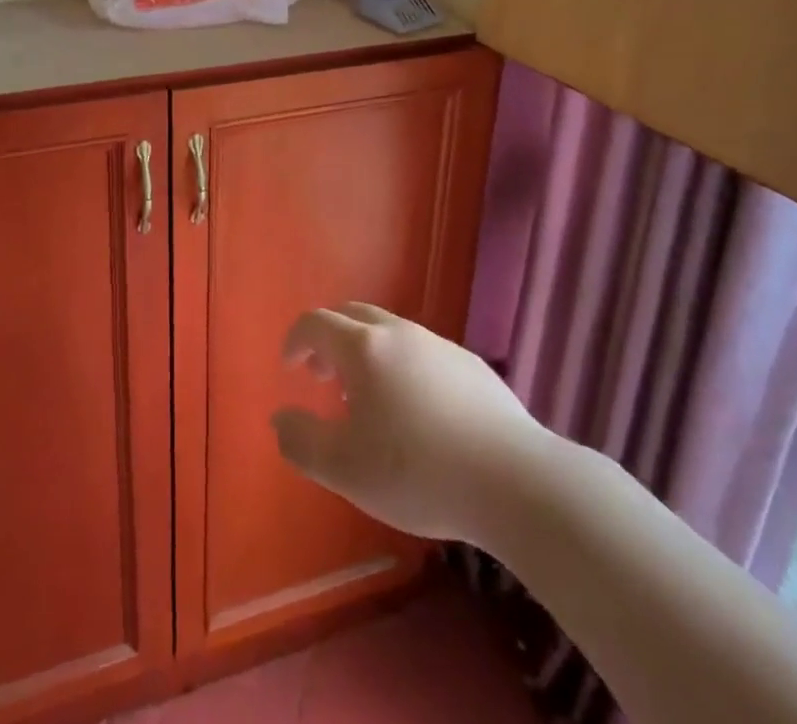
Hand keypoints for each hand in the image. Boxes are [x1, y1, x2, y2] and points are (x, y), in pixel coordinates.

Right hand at [271, 303, 543, 546]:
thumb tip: (281, 417)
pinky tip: (416, 412)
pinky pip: (421, 352)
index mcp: (364, 348)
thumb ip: (302, 442)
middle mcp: (400, 333)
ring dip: (366, 353)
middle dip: (329, 339)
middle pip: (353, 314)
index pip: (316, 323)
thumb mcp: (345, 470)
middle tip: (322, 377)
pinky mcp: (471, 365)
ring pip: (389, 332)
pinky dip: (401, 366)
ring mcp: (439, 345)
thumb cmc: (419, 472)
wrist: (515, 481)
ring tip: (367, 401)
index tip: (290, 367)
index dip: (295, 340)